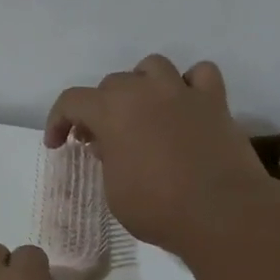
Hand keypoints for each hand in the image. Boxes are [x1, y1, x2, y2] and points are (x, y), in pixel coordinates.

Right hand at [45, 55, 276, 254]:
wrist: (221, 212)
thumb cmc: (158, 209)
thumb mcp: (114, 191)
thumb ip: (108, 160)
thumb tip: (111, 145)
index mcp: (112, 111)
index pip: (72, 101)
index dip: (58, 121)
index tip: (58, 144)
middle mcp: (145, 91)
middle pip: (113, 83)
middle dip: (101, 108)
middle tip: (102, 139)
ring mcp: (182, 92)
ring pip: (154, 66)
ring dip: (142, 84)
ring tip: (144, 112)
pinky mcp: (215, 102)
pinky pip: (201, 74)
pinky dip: (190, 85)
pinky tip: (187, 105)